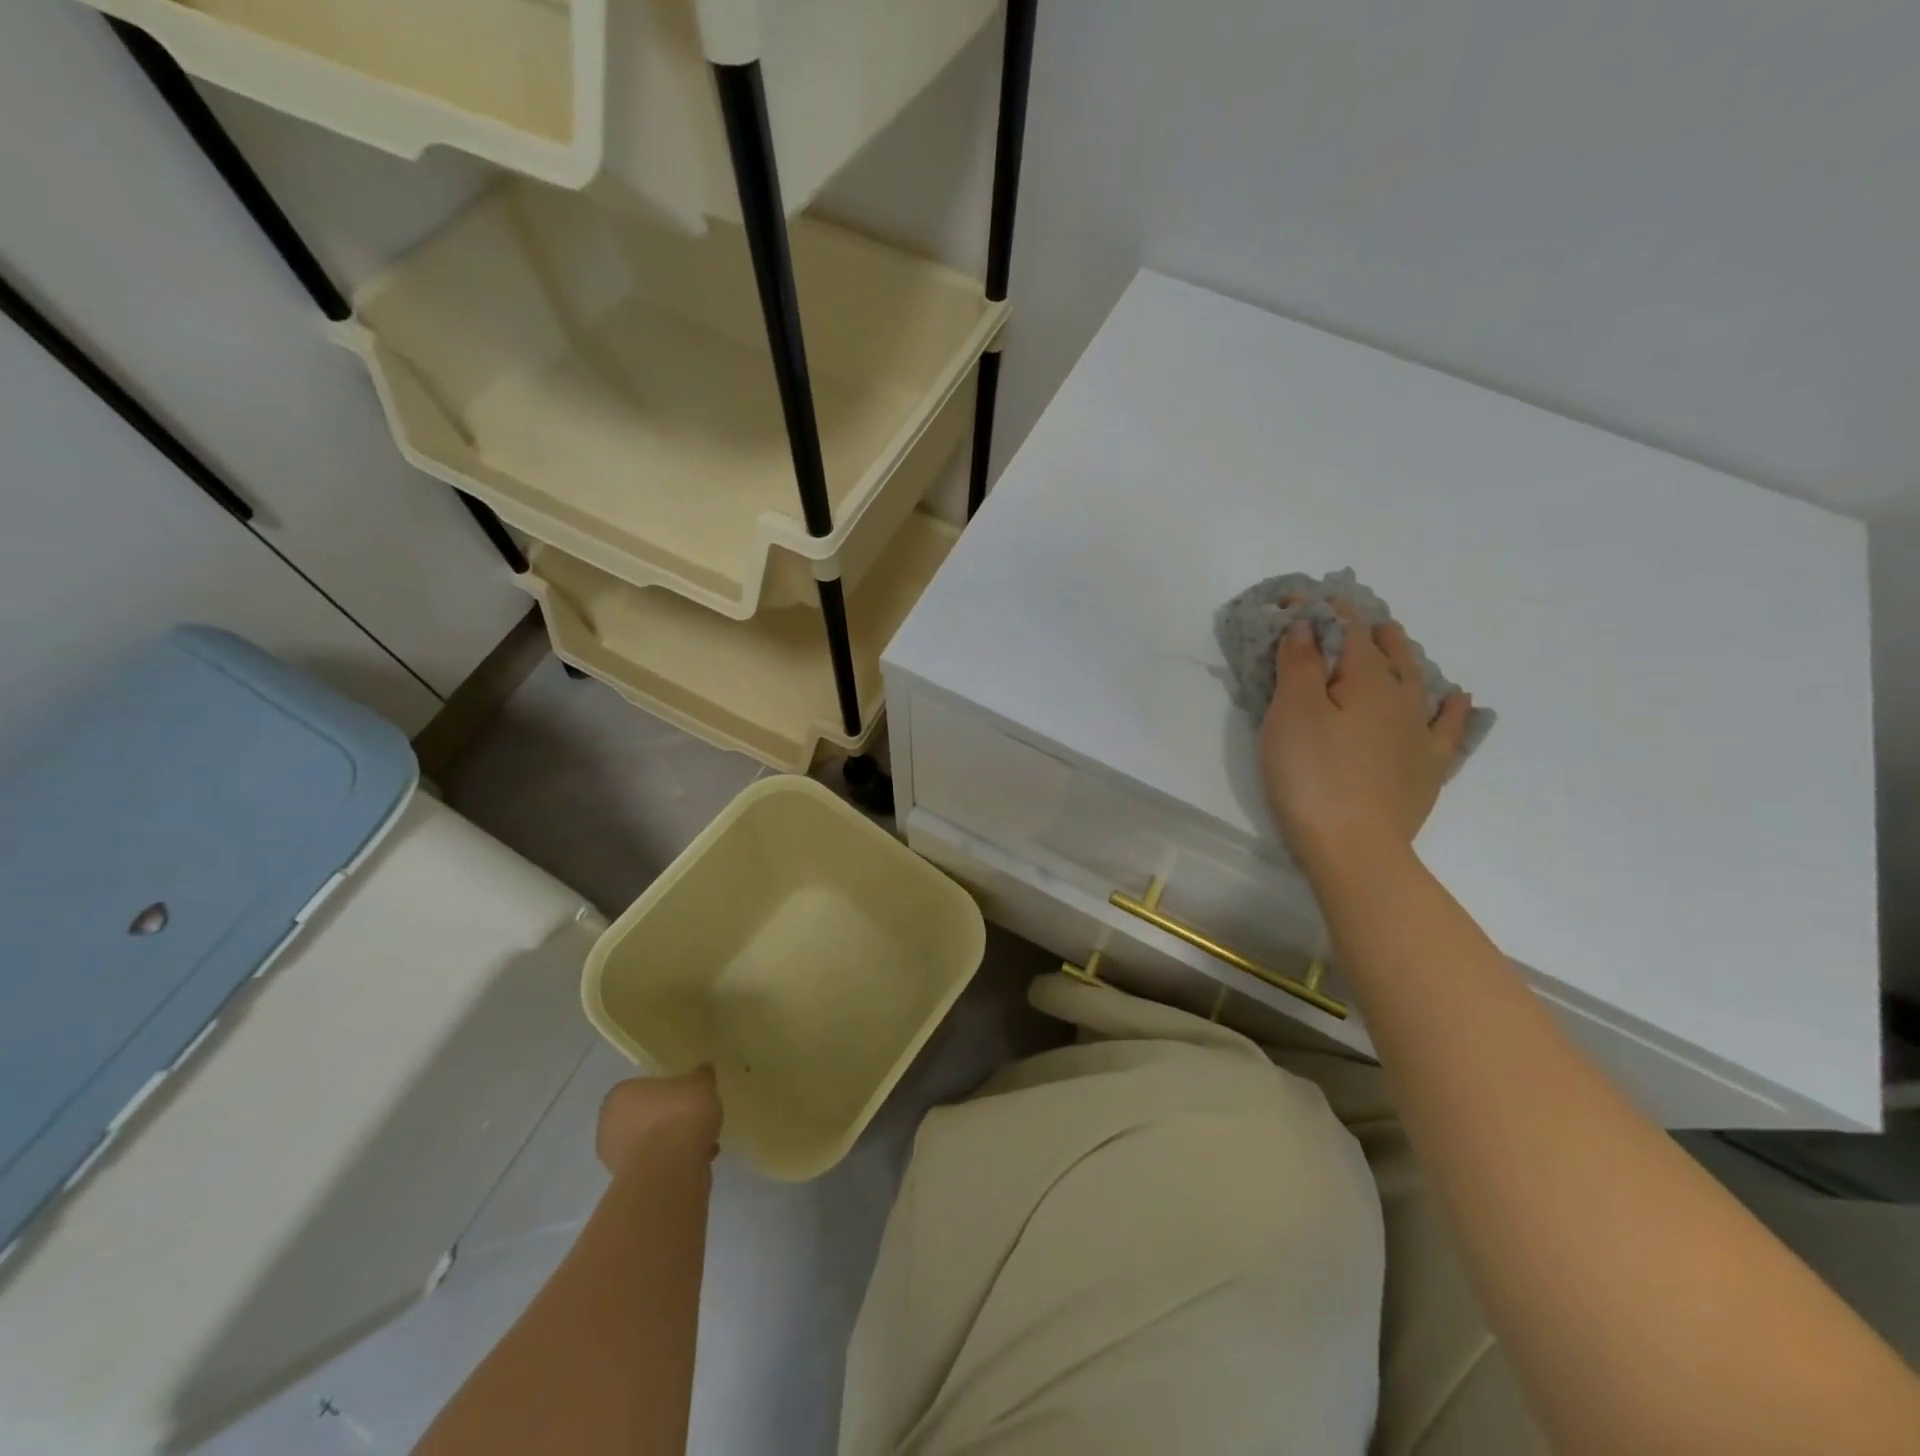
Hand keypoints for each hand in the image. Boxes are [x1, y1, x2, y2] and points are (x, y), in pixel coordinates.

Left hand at [596, 1068, 721, 1176]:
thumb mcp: (700, 1083)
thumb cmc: (680, 1113)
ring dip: (674, 1144)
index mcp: (620, 1096)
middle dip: (670, 1121)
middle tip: (696, 1120)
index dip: (669, 1093)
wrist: (671, 1168)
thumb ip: (701, 1075)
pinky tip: (699, 1160)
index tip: (689, 1098)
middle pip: (646, 1118)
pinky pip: (656, 1166)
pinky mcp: (628, 1185)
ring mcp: (615, 1159)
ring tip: (704, 1143)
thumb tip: (703, 1070)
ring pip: (651, 1144)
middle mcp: (609, 1126)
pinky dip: (675, 1163)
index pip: (643, 1089)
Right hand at [1258, 600, 1469, 874]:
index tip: (1296, 598)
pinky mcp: (1427, 770)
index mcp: (1365, 680)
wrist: (1353, 847)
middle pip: (1386, 651)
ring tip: (1395, 640)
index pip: (1345, 630)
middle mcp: (1402, 698)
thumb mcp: (1292, 713)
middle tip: (1347, 615)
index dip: (1321, 609)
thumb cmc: (1311, 775)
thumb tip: (1310, 625)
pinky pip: (1448, 729)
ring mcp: (1420, 735)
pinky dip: (1452, 709)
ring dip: (1404, 655)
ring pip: (1417, 681)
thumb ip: (1300, 664)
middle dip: (1365, 628)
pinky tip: (1457, 699)